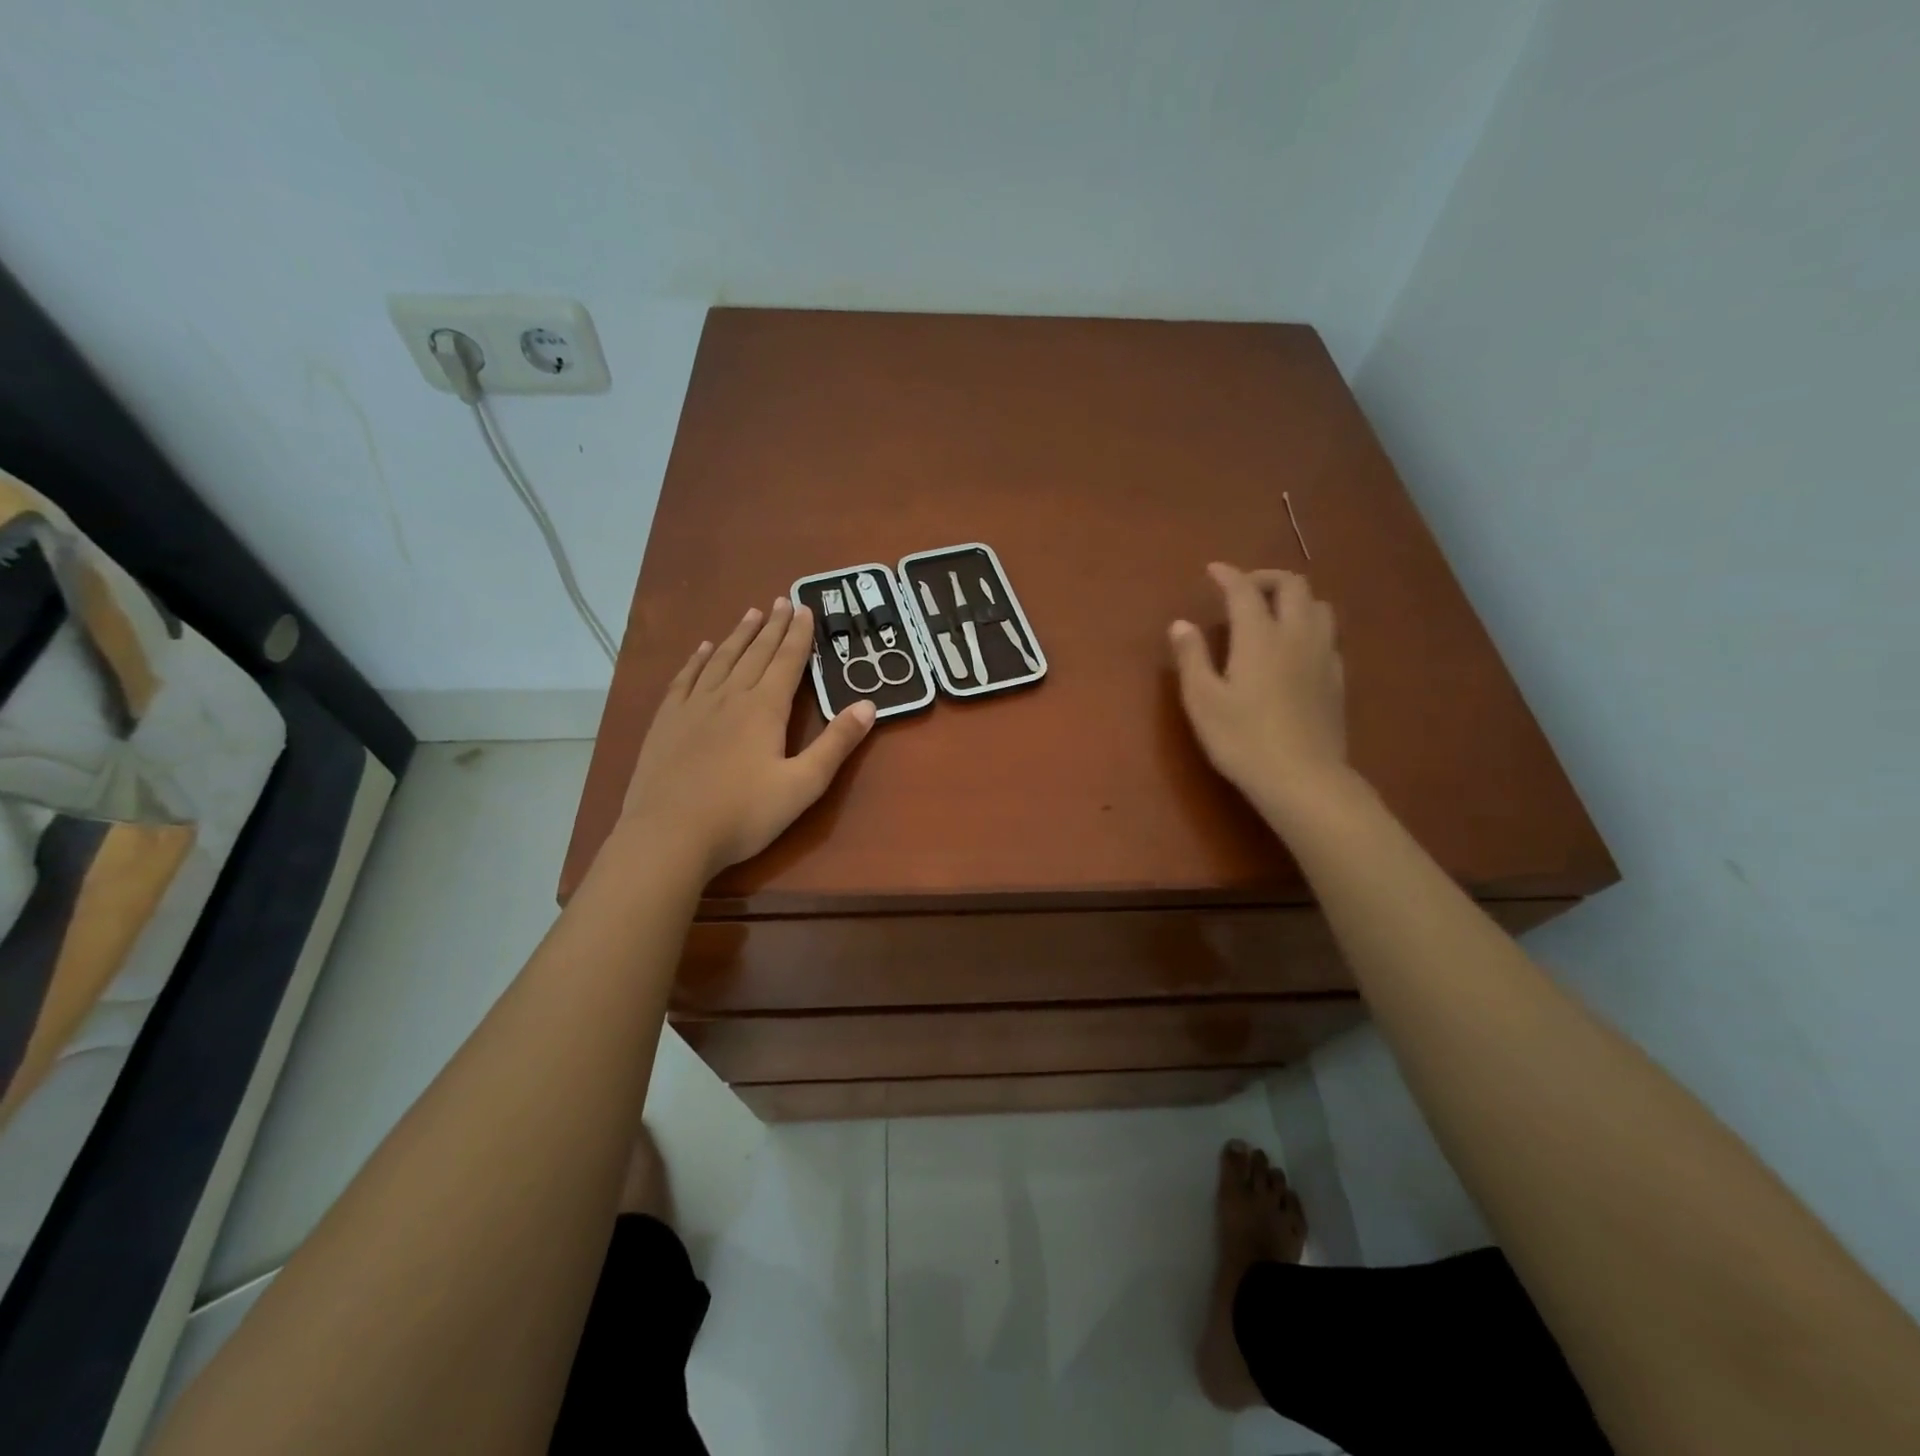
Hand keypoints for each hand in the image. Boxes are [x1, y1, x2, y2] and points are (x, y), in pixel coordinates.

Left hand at [621, 598, 874, 876]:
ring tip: (750, 614)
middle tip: (782, 601)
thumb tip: (869, 705)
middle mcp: (729, 696)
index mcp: (764, 709)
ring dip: (738, 636)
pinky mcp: (666, 722)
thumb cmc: (743, 814)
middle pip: (755, 653)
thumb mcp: (803, 784)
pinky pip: (685, 679)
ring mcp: (693, 707)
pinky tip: (703, 650)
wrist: (668, 835)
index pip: (786, 661)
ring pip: (721, 660)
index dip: (798, 635)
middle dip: (772, 627)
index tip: (805, 608)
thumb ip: (836, 744)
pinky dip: (697, 660)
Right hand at [1169, 564, 1347, 819]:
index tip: (1213, 570)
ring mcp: (1323, 656)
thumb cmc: (1242, 739)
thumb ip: (1192, 657)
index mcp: (1259, 636)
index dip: (1228, 575)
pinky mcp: (1337, 679)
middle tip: (1244, 588)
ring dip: (1295, 598)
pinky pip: (1329, 635)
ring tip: (1273, 612)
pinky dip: (1310, 626)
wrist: (1302, 779)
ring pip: (1320, 606)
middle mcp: (1296, 635)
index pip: (1245, 591)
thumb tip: (1181, 624)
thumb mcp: (1202, 700)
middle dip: (1267, 577)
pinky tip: (1296, 647)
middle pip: (1293, 585)